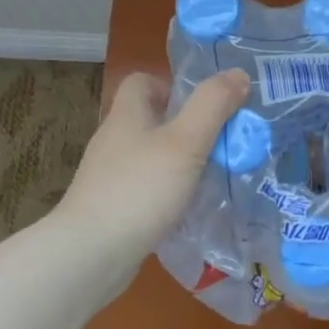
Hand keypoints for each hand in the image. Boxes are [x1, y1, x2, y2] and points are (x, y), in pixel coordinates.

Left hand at [56, 69, 250, 266]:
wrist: (90, 255)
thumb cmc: (139, 189)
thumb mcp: (185, 142)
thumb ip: (212, 106)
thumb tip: (238, 74)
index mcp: (127, 116)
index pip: (141, 82)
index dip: (172, 86)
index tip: (202, 107)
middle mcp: (114, 141)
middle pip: (150, 120)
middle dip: (186, 128)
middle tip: (220, 144)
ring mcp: (109, 177)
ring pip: (150, 157)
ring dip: (180, 163)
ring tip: (212, 178)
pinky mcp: (112, 208)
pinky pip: (146, 189)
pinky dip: (167, 194)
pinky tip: (188, 210)